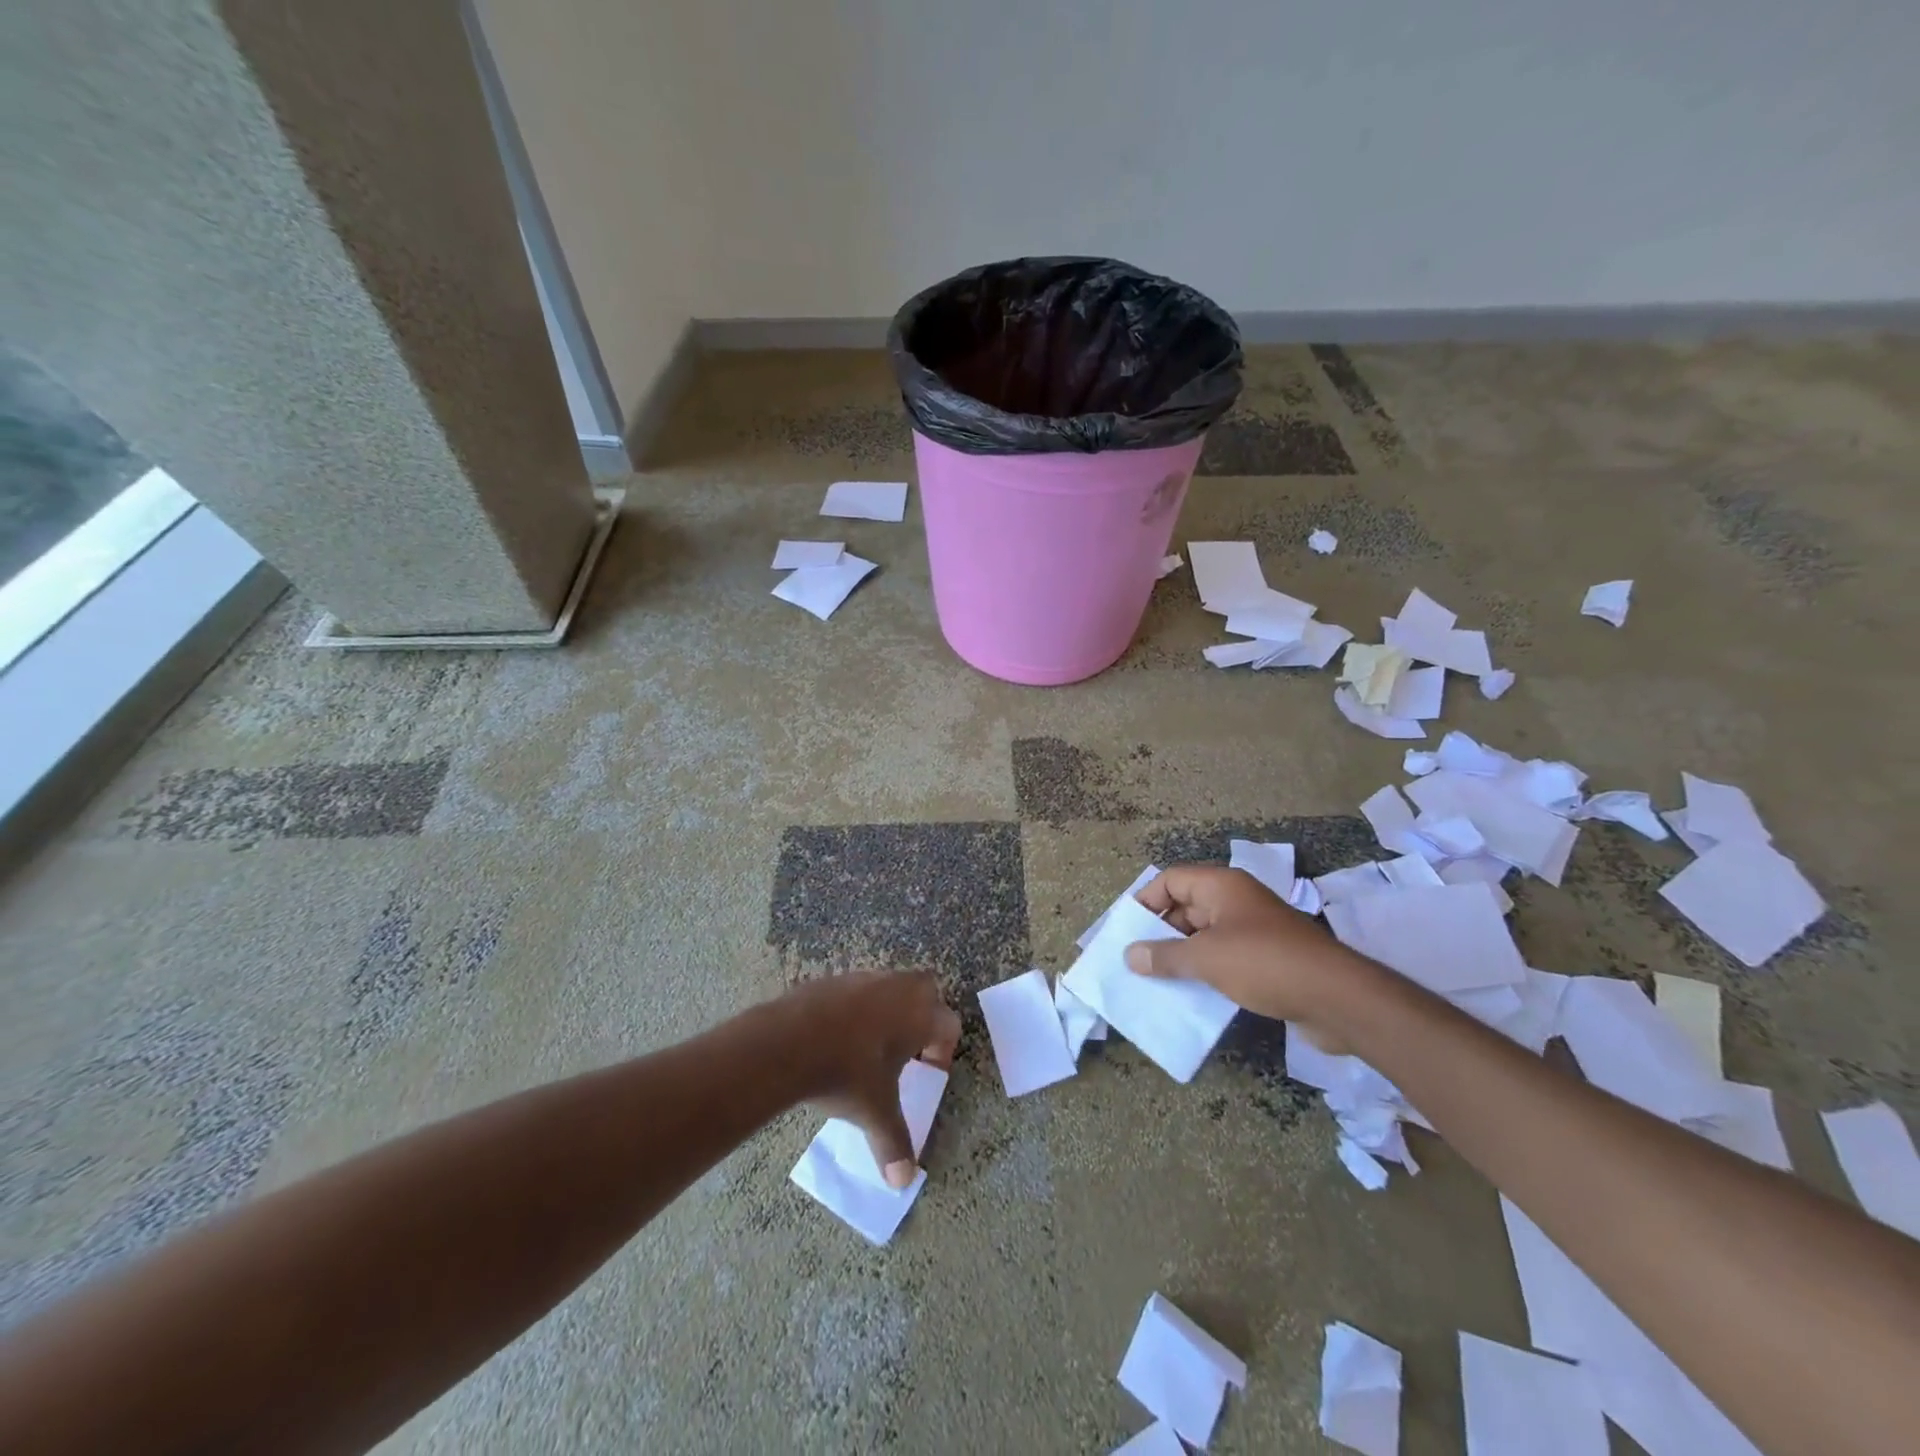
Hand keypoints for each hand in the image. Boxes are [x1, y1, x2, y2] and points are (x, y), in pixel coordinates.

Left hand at [779, 972, 961, 1188]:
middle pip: (926, 992)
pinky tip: (837, 1038)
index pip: (950, 1024)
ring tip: (869, 1047)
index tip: (927, 1072)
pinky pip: (857, 991)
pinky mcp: (835, 978)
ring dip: (888, 1011)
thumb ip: (894, 1143)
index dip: (943, 1051)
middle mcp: (899, 987)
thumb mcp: (875, 1112)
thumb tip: (904, 1181)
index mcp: (920, 1014)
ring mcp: (865, 978)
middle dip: (922, 1018)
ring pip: (890, 988)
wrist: (789, 1041)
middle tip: (906, 1050)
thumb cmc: (847, 1072)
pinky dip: (856, 1010)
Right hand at [1125, 865, 1367, 1046]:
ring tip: (1155, 980)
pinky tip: (1190, 994)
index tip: (1126, 930)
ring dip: (1181, 955)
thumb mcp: (1206, 958)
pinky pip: (1224, 957)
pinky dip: (1205, 971)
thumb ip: (1165, 956)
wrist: (1337, 997)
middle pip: (1186, 906)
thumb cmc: (1264, 963)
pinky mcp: (1267, 958)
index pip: (1171, 880)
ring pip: (1205, 935)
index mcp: (1221, 886)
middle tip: (1135, 960)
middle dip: (1160, 931)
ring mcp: (1254, 929)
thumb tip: (1130, 955)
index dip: (1145, 901)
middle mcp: (1236, 901)